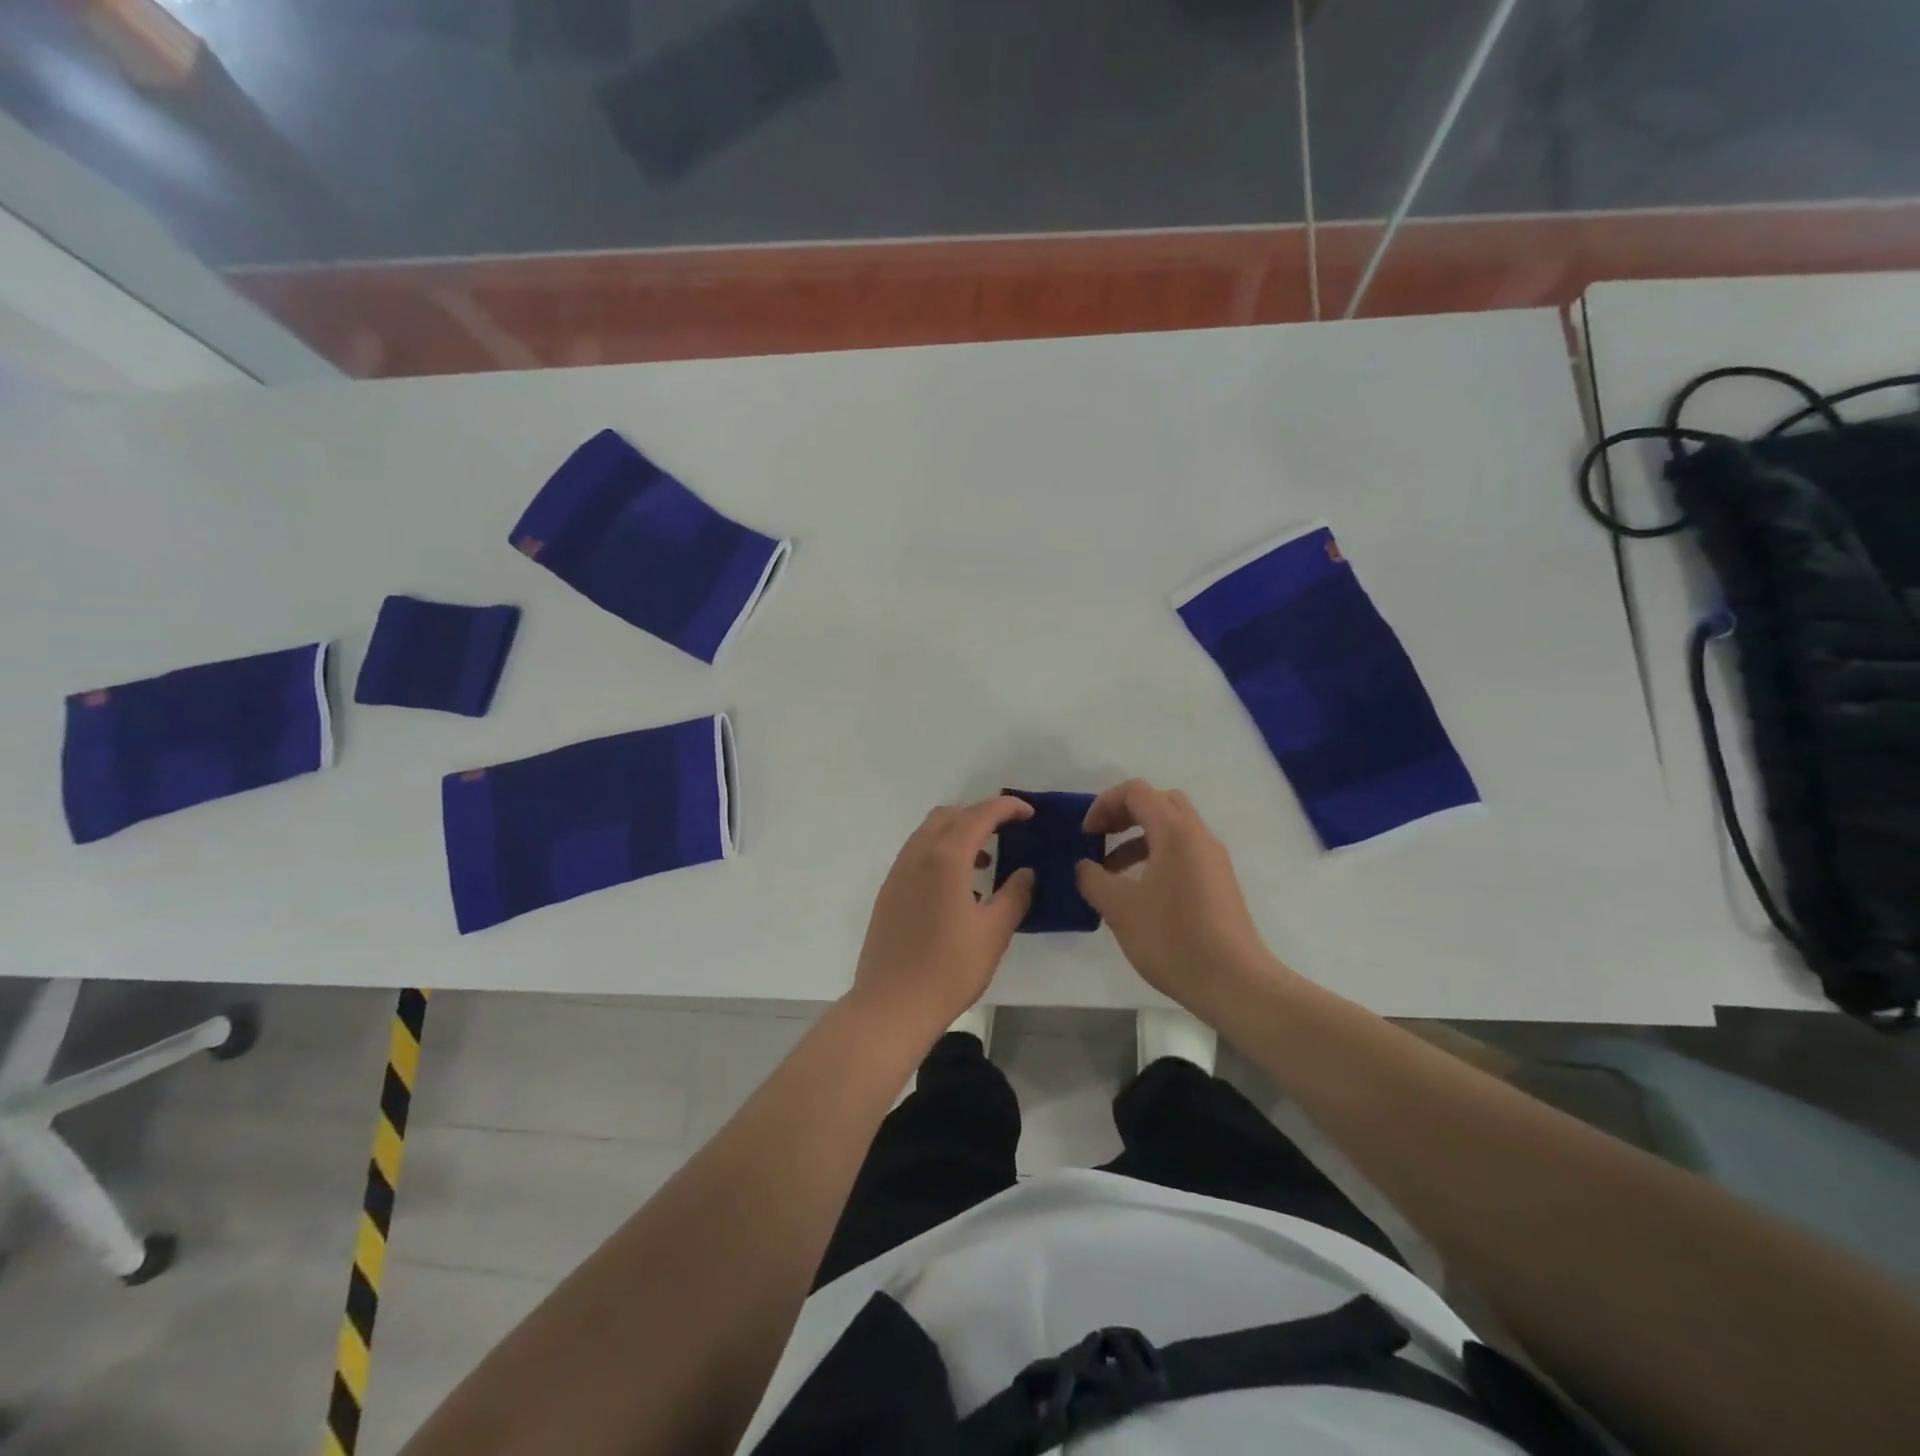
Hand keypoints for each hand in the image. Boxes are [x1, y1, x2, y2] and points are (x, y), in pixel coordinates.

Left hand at [849, 796, 1035, 1041]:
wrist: (891, 1006)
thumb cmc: (948, 969)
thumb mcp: (994, 933)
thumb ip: (1015, 895)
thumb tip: (1026, 872)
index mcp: (945, 859)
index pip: (979, 815)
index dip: (1006, 807)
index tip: (1029, 813)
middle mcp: (917, 856)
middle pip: (948, 816)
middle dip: (979, 815)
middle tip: (1007, 833)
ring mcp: (897, 874)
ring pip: (928, 834)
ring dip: (958, 835)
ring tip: (986, 863)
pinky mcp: (888, 893)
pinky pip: (917, 856)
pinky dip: (940, 854)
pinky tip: (958, 889)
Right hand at [1075, 780, 1285, 1016]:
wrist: (1234, 983)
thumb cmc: (1173, 938)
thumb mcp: (1119, 908)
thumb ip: (1093, 879)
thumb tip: (1085, 866)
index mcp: (1175, 831)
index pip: (1136, 791)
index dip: (1104, 804)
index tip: (1086, 835)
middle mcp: (1199, 836)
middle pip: (1159, 802)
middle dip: (1124, 814)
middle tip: (1100, 839)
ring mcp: (1213, 859)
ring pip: (1172, 829)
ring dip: (1138, 839)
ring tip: (1111, 873)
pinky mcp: (1219, 883)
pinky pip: (1183, 852)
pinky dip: (1156, 857)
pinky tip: (1139, 893)